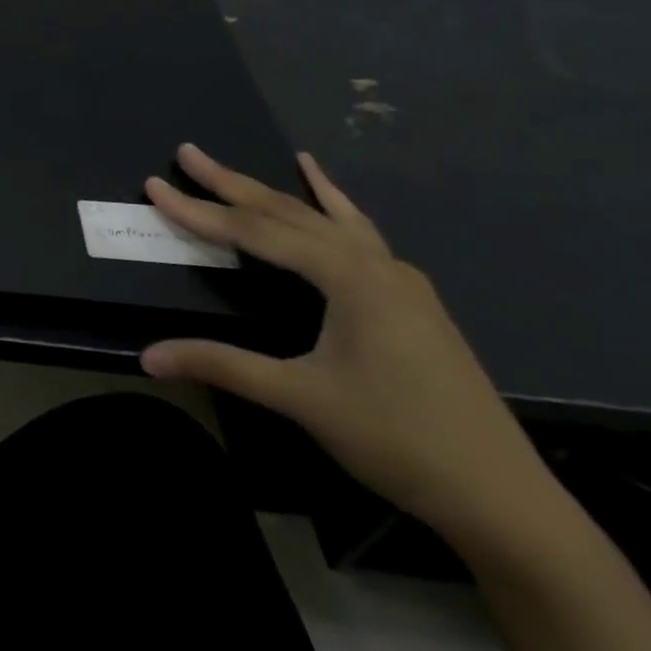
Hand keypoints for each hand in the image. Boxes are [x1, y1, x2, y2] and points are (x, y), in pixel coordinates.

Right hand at [140, 145, 552, 547]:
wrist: (502, 496)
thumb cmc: (397, 439)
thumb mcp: (300, 398)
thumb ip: (222, 365)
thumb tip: (147, 356)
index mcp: (350, 278)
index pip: (257, 232)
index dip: (200, 210)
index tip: (155, 186)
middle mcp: (374, 264)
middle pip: (289, 212)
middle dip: (231, 184)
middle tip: (187, 154)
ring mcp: (398, 279)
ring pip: (323, 219)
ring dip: (273, 192)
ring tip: (236, 167)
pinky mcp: (408, 297)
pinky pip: (357, 233)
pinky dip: (330, 203)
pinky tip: (321, 182)